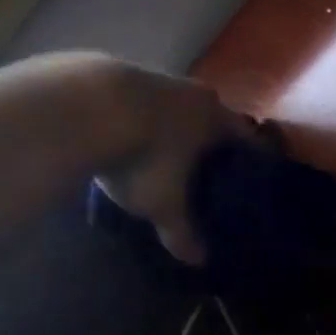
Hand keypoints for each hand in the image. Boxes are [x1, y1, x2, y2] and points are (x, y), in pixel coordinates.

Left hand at [93, 61, 249, 263]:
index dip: (249, 158)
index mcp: (215, 117)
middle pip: (210, 118)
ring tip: (162, 154)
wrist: (86, 108)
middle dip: (208, 142)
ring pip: (174, 107)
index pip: (245, 137)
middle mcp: (193, 92)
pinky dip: (139, 119)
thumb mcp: (163, 202)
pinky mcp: (118, 74)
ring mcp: (155, 78)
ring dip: (171, 127)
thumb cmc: (144, 157)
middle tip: (205, 170)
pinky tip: (125, 136)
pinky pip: (140, 103)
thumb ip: (182, 230)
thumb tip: (198, 260)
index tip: (249, 177)